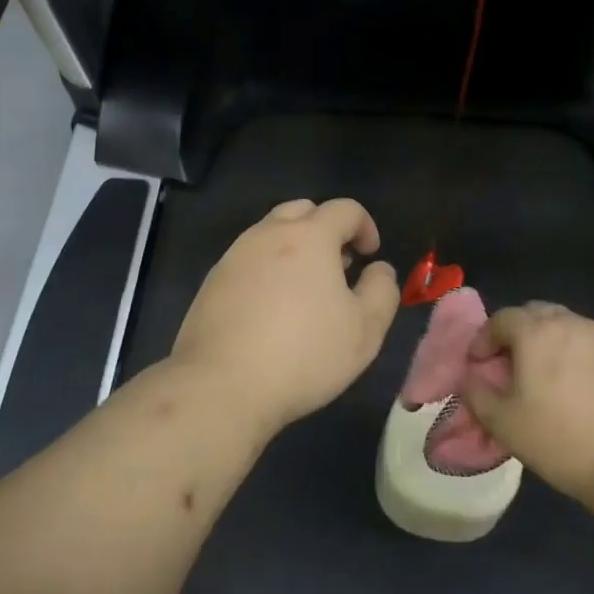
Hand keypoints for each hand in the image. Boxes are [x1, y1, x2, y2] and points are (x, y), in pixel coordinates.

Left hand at [172, 198, 399, 437]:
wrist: (222, 385)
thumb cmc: (304, 354)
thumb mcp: (365, 329)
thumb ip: (381, 290)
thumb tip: (378, 269)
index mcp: (309, 236)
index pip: (345, 209)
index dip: (365, 226)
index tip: (370, 256)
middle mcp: (267, 235)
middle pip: (302, 211)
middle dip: (326, 229)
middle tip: (338, 266)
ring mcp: (234, 256)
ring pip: (270, 234)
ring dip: (294, 249)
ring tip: (305, 290)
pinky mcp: (212, 282)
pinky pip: (247, 261)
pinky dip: (267, 270)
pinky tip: (271, 310)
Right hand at [460, 303, 593, 505]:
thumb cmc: (561, 439)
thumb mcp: (503, 423)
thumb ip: (476, 394)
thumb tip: (471, 379)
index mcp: (536, 332)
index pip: (501, 319)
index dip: (483, 339)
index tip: (478, 365)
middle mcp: (570, 323)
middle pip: (535, 313)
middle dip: (515, 333)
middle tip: (507, 365)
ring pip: (565, 326)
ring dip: (546, 342)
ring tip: (541, 377)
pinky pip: (589, 344)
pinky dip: (573, 355)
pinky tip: (574, 390)